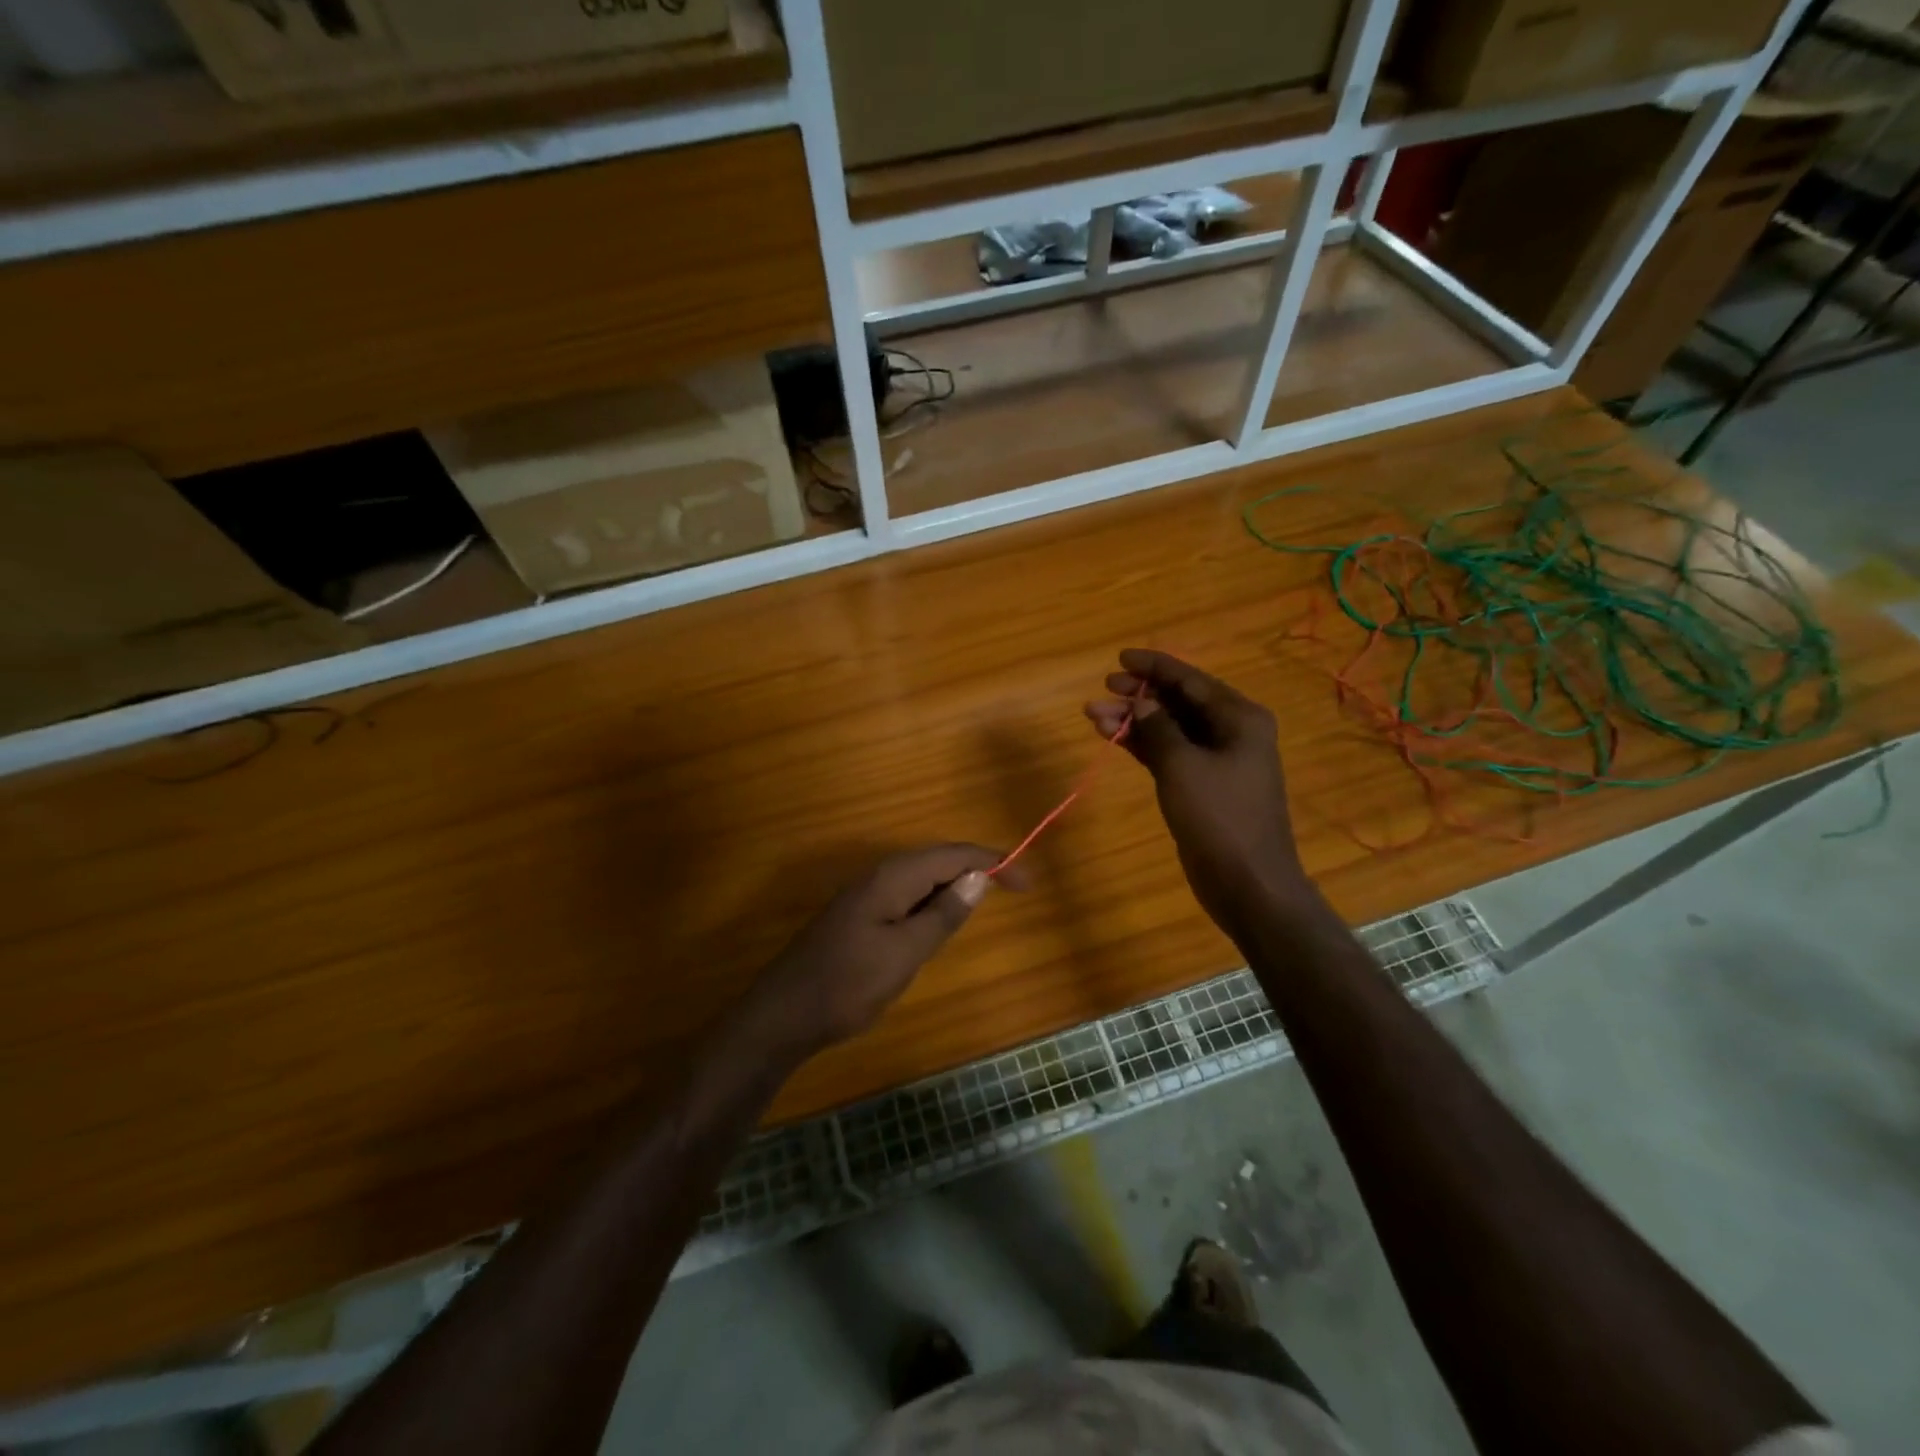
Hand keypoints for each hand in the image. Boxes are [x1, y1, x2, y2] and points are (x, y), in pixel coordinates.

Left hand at [744, 844, 1018, 1060]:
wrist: (784, 1014)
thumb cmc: (848, 984)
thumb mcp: (905, 952)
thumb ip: (943, 914)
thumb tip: (979, 877)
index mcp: (893, 877)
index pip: (954, 855)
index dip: (994, 861)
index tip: (1028, 881)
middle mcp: (879, 876)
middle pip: (938, 860)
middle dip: (977, 869)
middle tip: (1015, 890)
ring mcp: (866, 895)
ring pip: (922, 879)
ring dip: (955, 885)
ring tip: (985, 901)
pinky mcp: (859, 915)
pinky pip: (906, 896)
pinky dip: (932, 903)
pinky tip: (940, 922)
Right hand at [1087, 649, 1310, 931]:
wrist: (1247, 883)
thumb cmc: (1220, 818)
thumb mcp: (1182, 767)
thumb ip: (1158, 729)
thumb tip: (1139, 703)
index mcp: (1239, 718)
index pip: (1191, 680)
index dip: (1155, 667)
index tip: (1120, 658)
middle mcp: (1231, 732)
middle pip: (1179, 702)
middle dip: (1139, 695)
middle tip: (1103, 688)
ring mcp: (1217, 761)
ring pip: (1169, 729)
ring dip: (1134, 721)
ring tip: (1093, 715)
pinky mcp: (1201, 786)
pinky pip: (1168, 754)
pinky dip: (1142, 745)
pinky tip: (1112, 737)